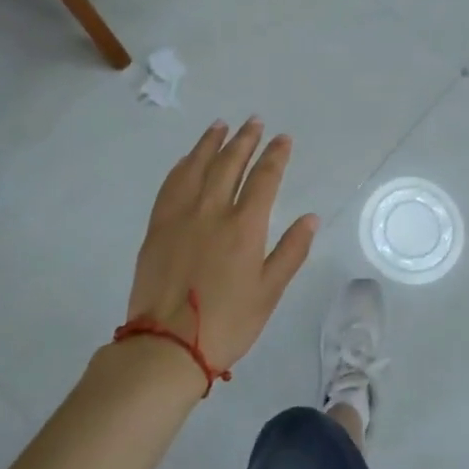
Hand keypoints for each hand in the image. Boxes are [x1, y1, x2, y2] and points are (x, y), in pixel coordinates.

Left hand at [123, 118, 318, 375]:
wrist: (165, 346)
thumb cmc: (227, 323)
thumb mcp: (269, 292)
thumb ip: (291, 251)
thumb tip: (311, 217)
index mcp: (244, 227)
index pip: (264, 178)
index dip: (276, 155)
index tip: (283, 138)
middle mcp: (212, 211)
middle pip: (230, 164)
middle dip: (245, 140)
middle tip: (254, 122)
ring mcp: (180, 217)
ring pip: (197, 167)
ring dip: (211, 143)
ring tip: (221, 126)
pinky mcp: (157, 228)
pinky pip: (170, 185)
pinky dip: (182, 166)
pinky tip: (188, 159)